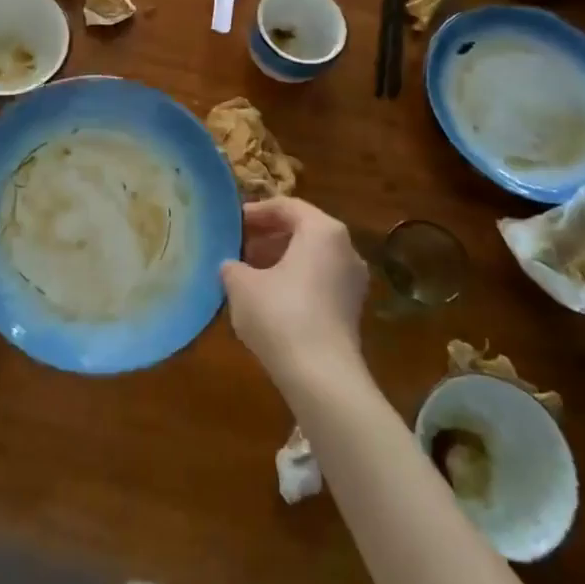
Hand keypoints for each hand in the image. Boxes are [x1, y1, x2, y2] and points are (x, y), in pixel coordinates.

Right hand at [221, 197, 367, 386]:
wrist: (321, 376)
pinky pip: (318, 282)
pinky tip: (267, 300)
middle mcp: (345, 249)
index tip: (232, 224)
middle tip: (237, 247)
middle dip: (268, 237)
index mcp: (323, 231)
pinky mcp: (351, 310)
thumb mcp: (241, 284)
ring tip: (247, 274)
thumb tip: (231, 267)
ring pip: (311, 258)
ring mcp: (352, 282)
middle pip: (302, 230)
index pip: (287, 206)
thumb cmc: (279, 314)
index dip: (256, 212)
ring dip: (279, 260)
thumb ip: (232, 266)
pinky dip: (294, 281)